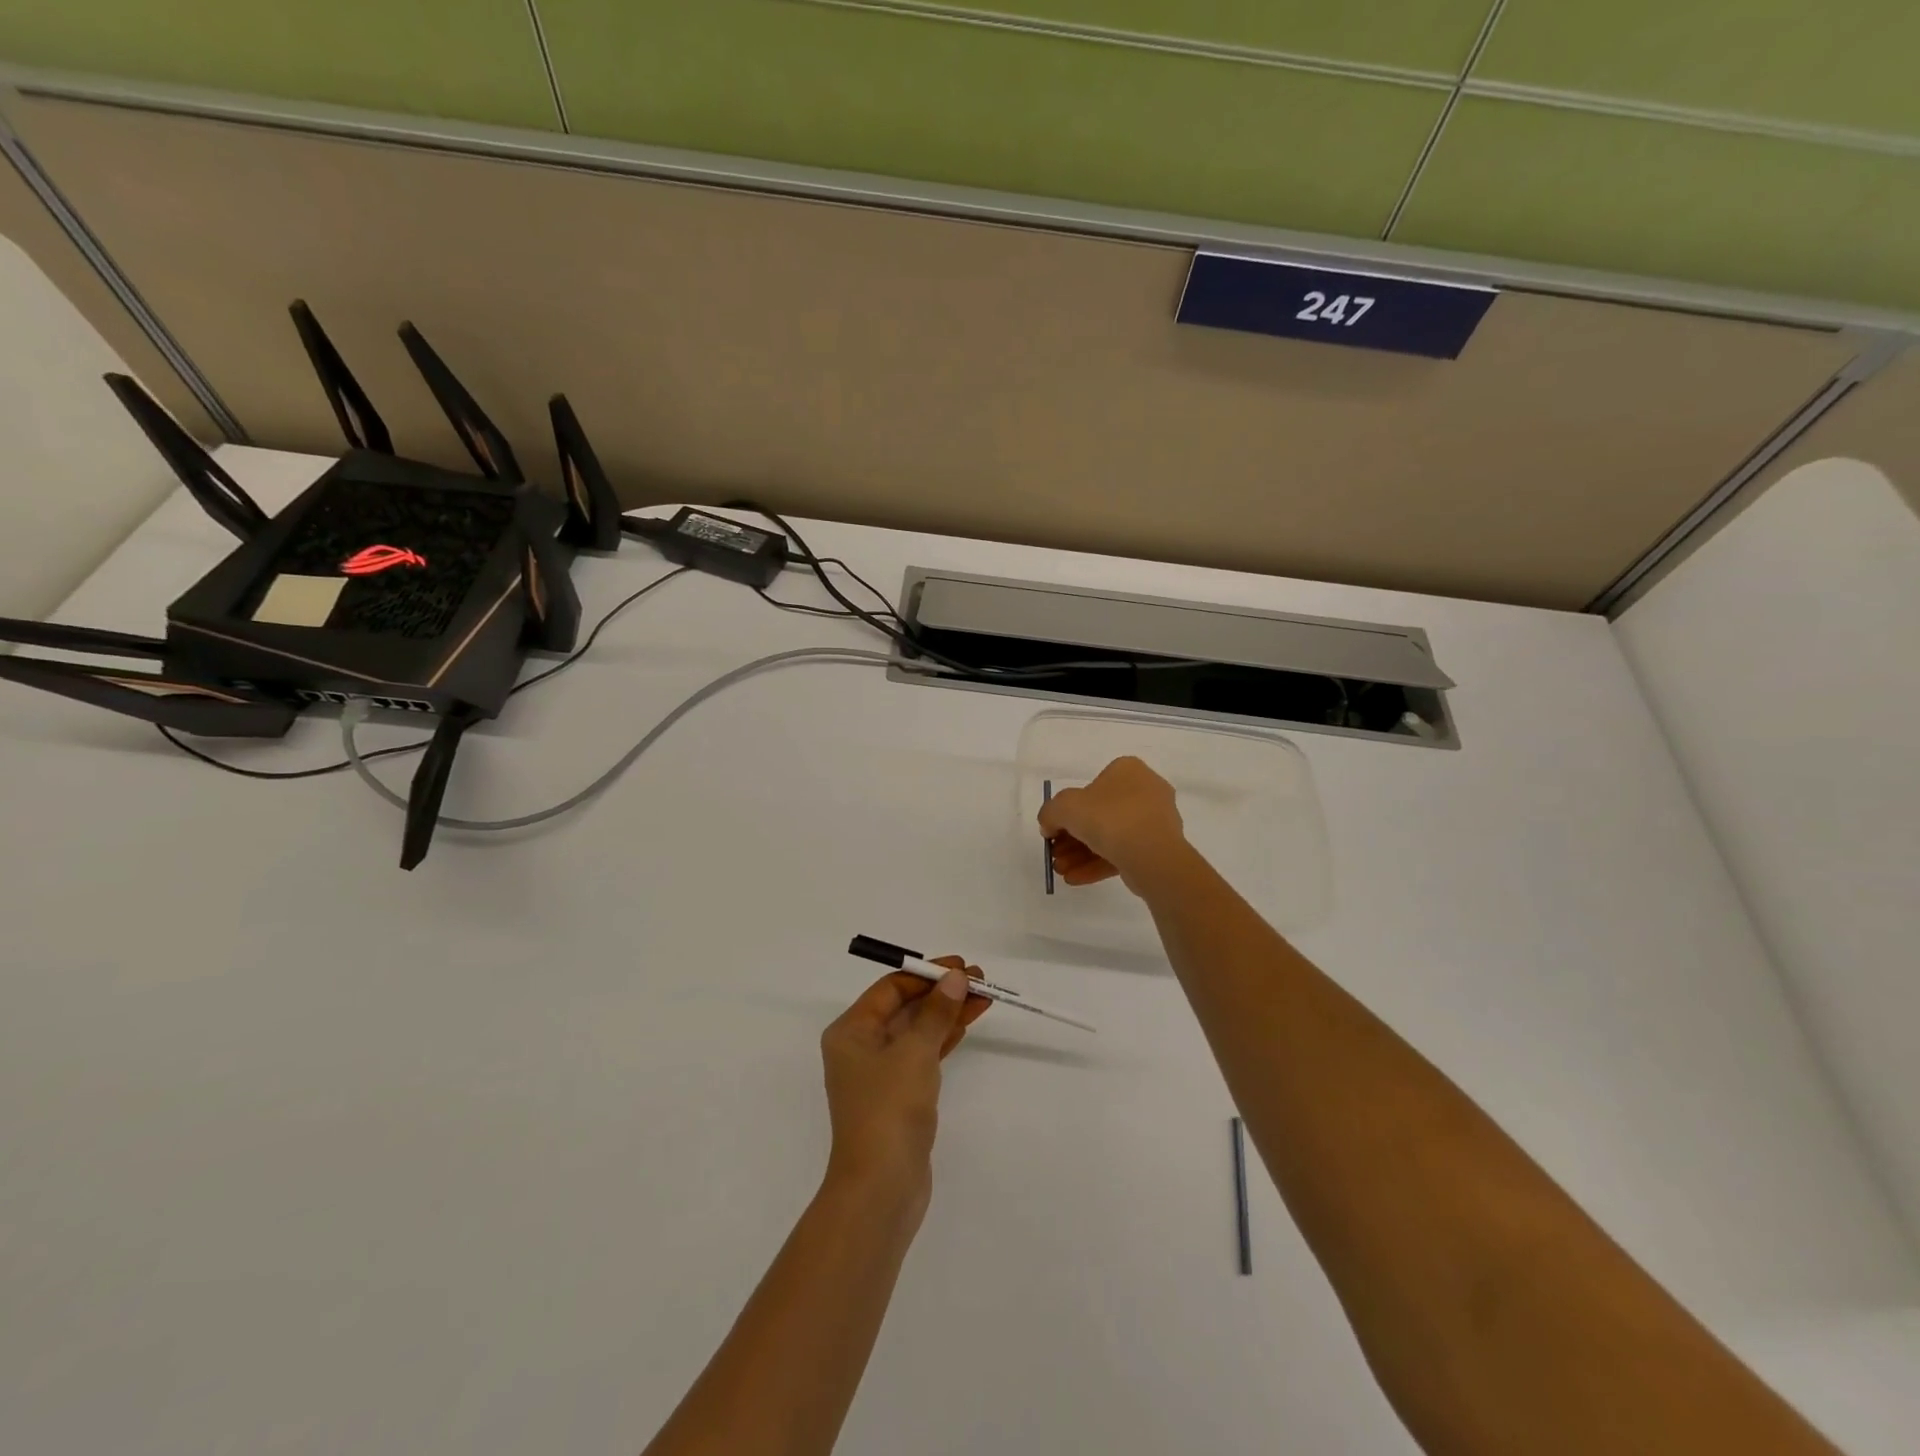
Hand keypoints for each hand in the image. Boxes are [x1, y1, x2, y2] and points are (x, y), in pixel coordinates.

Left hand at [820, 958, 990, 1201]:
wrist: (880, 1189)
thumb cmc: (889, 1109)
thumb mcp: (915, 1052)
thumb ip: (936, 1012)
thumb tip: (955, 978)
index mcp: (850, 1031)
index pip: (890, 988)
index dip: (926, 974)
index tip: (962, 967)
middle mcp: (860, 1048)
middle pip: (905, 1007)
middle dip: (941, 992)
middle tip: (980, 980)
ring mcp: (879, 1074)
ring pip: (917, 1031)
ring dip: (947, 1013)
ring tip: (984, 997)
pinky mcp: (898, 1097)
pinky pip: (922, 1054)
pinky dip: (943, 1039)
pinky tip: (966, 1025)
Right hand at [1038, 755, 1187, 893]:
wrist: (1151, 855)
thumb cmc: (1108, 818)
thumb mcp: (1064, 807)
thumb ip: (1050, 813)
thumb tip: (1049, 826)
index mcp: (1128, 771)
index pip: (1091, 787)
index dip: (1067, 810)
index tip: (1053, 830)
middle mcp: (1145, 790)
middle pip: (1099, 815)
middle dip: (1073, 838)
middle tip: (1056, 855)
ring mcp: (1155, 821)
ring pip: (1111, 837)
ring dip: (1082, 854)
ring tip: (1062, 871)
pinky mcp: (1159, 848)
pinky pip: (1123, 853)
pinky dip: (1098, 864)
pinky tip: (1075, 879)